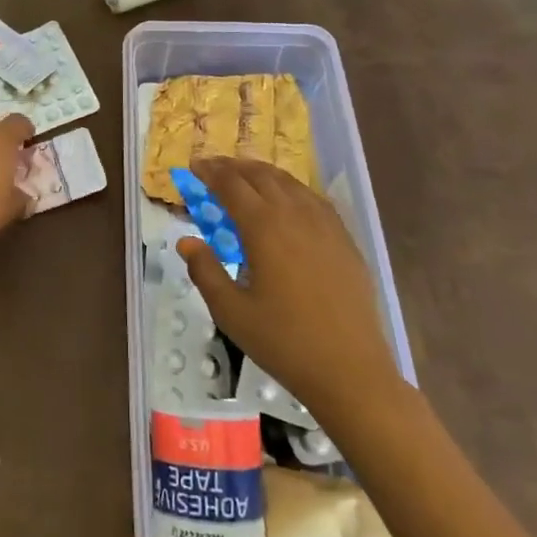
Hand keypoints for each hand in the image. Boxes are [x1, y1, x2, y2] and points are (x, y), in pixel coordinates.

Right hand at [177, 157, 402, 416]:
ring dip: (263, 173)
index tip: (194, 166)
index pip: (231, 185)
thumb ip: (205, 270)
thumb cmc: (283, 341)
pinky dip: (291, 189)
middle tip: (214, 167)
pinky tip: (287, 200)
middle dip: (234, 166)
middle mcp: (294, 214)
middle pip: (261, 175)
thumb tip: (186, 240)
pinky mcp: (344, 239)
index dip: (210, 171)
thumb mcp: (231, 311)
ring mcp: (325, 224)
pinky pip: (313, 199)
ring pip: (289, 182)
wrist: (350, 371)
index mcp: (263, 227)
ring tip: (246, 176)